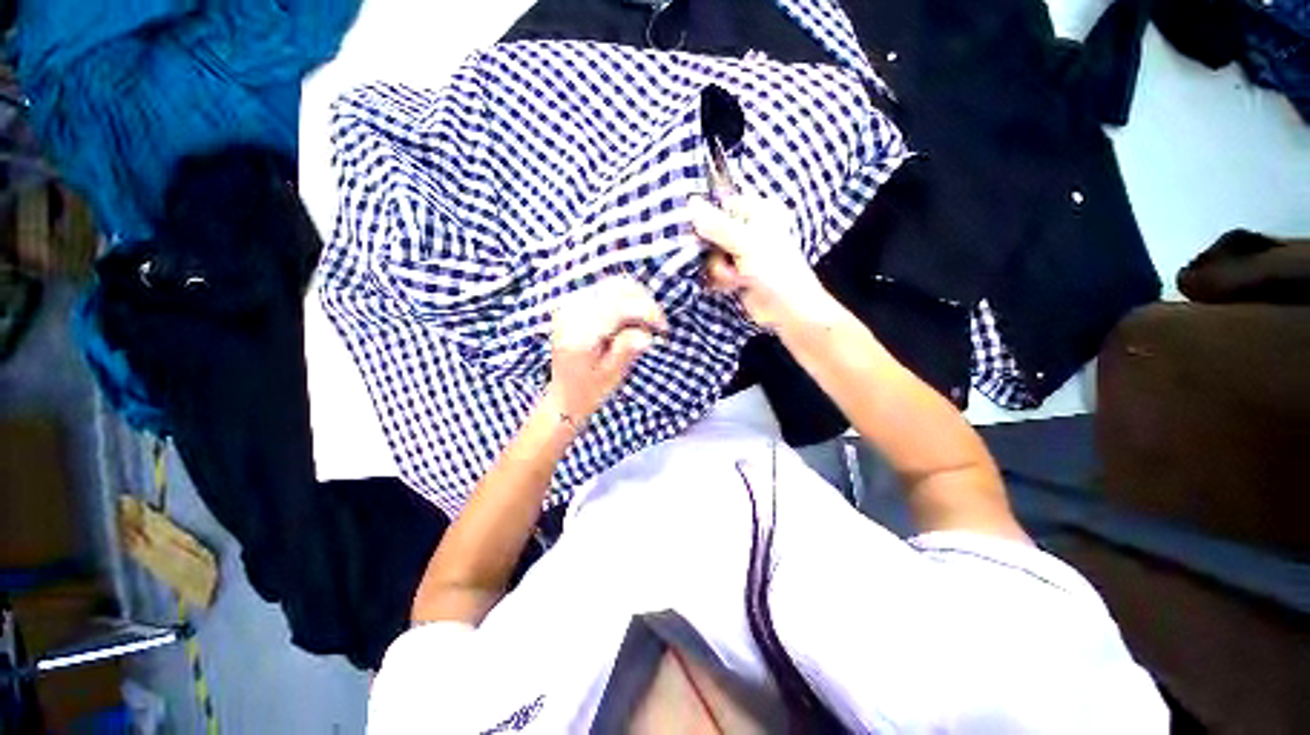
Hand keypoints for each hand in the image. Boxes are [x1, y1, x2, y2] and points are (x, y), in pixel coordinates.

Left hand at [547, 275, 667, 423]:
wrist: (563, 394)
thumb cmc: (589, 389)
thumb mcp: (611, 375)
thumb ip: (626, 351)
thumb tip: (646, 335)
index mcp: (579, 333)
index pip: (618, 307)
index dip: (646, 312)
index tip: (664, 328)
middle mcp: (571, 313)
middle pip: (616, 289)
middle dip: (644, 302)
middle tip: (659, 324)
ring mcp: (570, 305)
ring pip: (613, 285)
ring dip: (637, 298)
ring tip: (647, 322)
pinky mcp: (575, 304)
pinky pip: (606, 290)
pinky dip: (626, 298)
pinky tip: (633, 318)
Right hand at [689, 194, 834, 331]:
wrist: (787, 310)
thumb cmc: (774, 271)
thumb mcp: (746, 243)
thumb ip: (717, 225)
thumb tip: (691, 202)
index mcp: (758, 211)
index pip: (720, 205)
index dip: (706, 218)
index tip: (698, 233)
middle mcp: (748, 229)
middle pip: (711, 232)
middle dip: (713, 251)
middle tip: (726, 261)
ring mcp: (740, 252)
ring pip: (710, 254)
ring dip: (718, 269)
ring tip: (735, 278)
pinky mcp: (735, 272)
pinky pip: (714, 270)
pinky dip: (719, 279)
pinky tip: (732, 286)